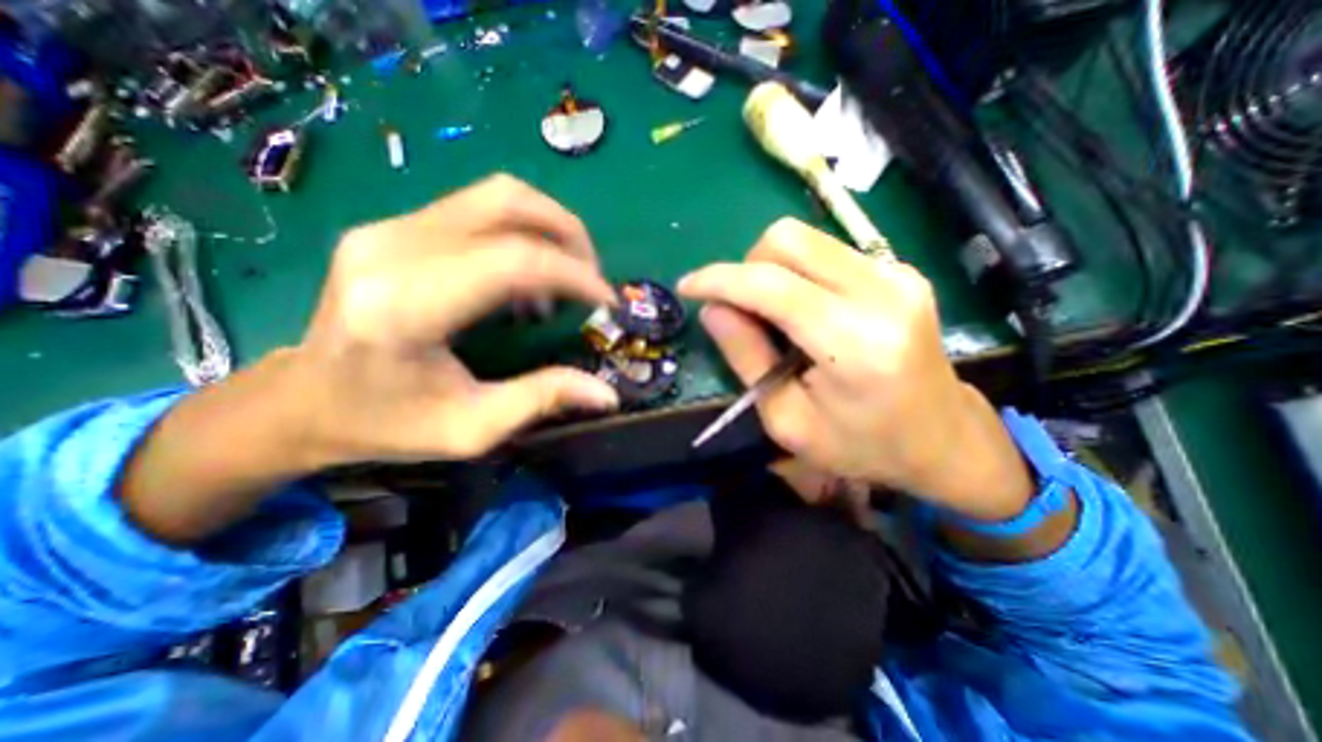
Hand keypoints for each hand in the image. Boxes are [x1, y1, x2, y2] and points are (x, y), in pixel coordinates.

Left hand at [291, 171, 618, 463]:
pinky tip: (529, 276)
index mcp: (406, 308)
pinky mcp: (393, 226)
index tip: (607, 302)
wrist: (303, 401)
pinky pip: (478, 208)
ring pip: (496, 195)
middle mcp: (392, 249)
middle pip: (508, 204)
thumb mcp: (473, 429)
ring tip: (568, 274)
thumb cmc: (387, 425)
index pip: (512, 261)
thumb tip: (608, 394)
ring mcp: (387, 228)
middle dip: (570, 237)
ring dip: (550, 227)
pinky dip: (523, 232)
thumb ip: (542, 400)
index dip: (574, 275)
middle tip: (593, 281)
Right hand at [681, 219, 1031, 518]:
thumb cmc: (860, 444)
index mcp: (855, 343)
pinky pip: (827, 251)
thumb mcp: (787, 419)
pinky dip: (798, 272)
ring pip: (806, 238)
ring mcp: (897, 274)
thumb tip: (712, 309)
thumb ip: (747, 358)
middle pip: (788, 239)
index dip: (719, 279)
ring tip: (771, 314)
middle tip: (739, 308)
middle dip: (746, 267)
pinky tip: (803, 309)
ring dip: (771, 269)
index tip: (688, 286)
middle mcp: (882, 292)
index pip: (771, 284)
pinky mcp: (900, 271)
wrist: (942, 439)